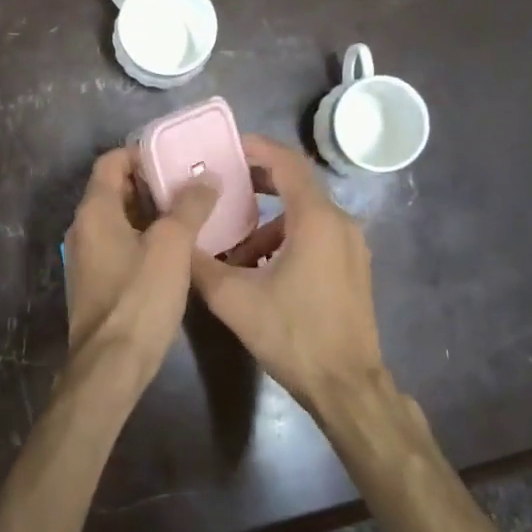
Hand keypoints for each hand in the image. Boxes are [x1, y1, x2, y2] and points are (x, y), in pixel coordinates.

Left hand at [64, 148, 217, 376]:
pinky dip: (144, 238)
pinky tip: (176, 250)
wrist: (111, 364)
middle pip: (114, 190)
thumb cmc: (139, 297)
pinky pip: (120, 246)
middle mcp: (83, 229)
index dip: (141, 153)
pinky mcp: (96, 283)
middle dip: (151, 183)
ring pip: (119, 220)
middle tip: (190, 183)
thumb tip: (205, 177)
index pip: (111, 163)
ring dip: (151, 213)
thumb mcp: (172, 246)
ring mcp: (87, 258)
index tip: (175, 157)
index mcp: (95, 211)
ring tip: (190, 212)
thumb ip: (189, 206)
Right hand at [188, 134, 387, 412]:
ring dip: (268, 223)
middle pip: (296, 185)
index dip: (256, 148)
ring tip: (234, 248)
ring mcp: (351, 245)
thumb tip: (178, 240)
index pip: (287, 162)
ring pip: (304, 215)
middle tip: (221, 186)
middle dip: (257, 182)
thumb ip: (201, 264)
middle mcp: (340, 222)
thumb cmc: (293, 335)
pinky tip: (260, 271)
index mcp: (316, 219)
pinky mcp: (352, 266)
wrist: (347, 385)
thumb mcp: (234, 299)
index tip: (226, 146)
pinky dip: (286, 240)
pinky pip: (316, 235)